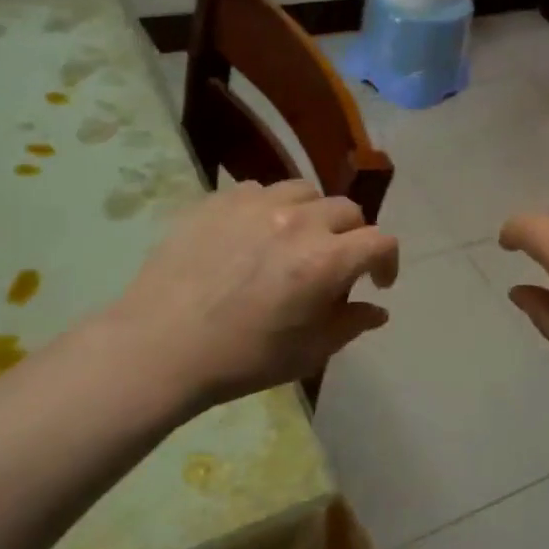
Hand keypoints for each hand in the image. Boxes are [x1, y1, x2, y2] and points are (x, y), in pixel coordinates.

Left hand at [101, 180, 397, 414]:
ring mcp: (255, 205)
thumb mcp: (308, 352)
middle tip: (336, 264)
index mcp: (326, 261)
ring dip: (314, 214)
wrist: (160, 347)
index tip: (378, 283)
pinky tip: (253, 235)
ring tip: (297, 240)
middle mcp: (298, 222)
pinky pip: (259, 190)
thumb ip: (350, 325)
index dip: (388, 262)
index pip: (381, 242)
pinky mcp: (218, 201)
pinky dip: (270, 209)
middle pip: (347, 211)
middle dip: (353, 237)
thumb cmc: (242, 358)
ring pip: (305, 191)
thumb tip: (377, 310)